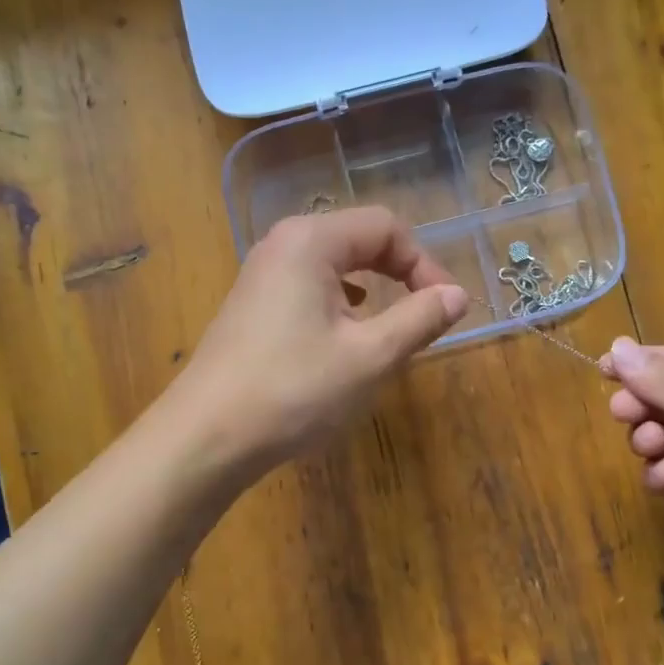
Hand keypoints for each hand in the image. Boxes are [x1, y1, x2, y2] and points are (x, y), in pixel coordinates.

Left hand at [169, 207, 468, 479]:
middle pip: (359, 239)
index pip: (386, 227)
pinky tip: (346, 334)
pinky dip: (341, 303)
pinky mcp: (252, 306)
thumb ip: (419, 319)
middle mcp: (282, 245)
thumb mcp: (369, 357)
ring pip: (334, 265)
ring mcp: (261, 275)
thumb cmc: (293, 391)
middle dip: (400, 273)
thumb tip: (457, 296)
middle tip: (427, 315)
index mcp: (311, 241)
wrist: (206, 437)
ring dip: (373, 289)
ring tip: (391, 327)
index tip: (446, 308)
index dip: (425, 263)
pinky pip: (309, 287)